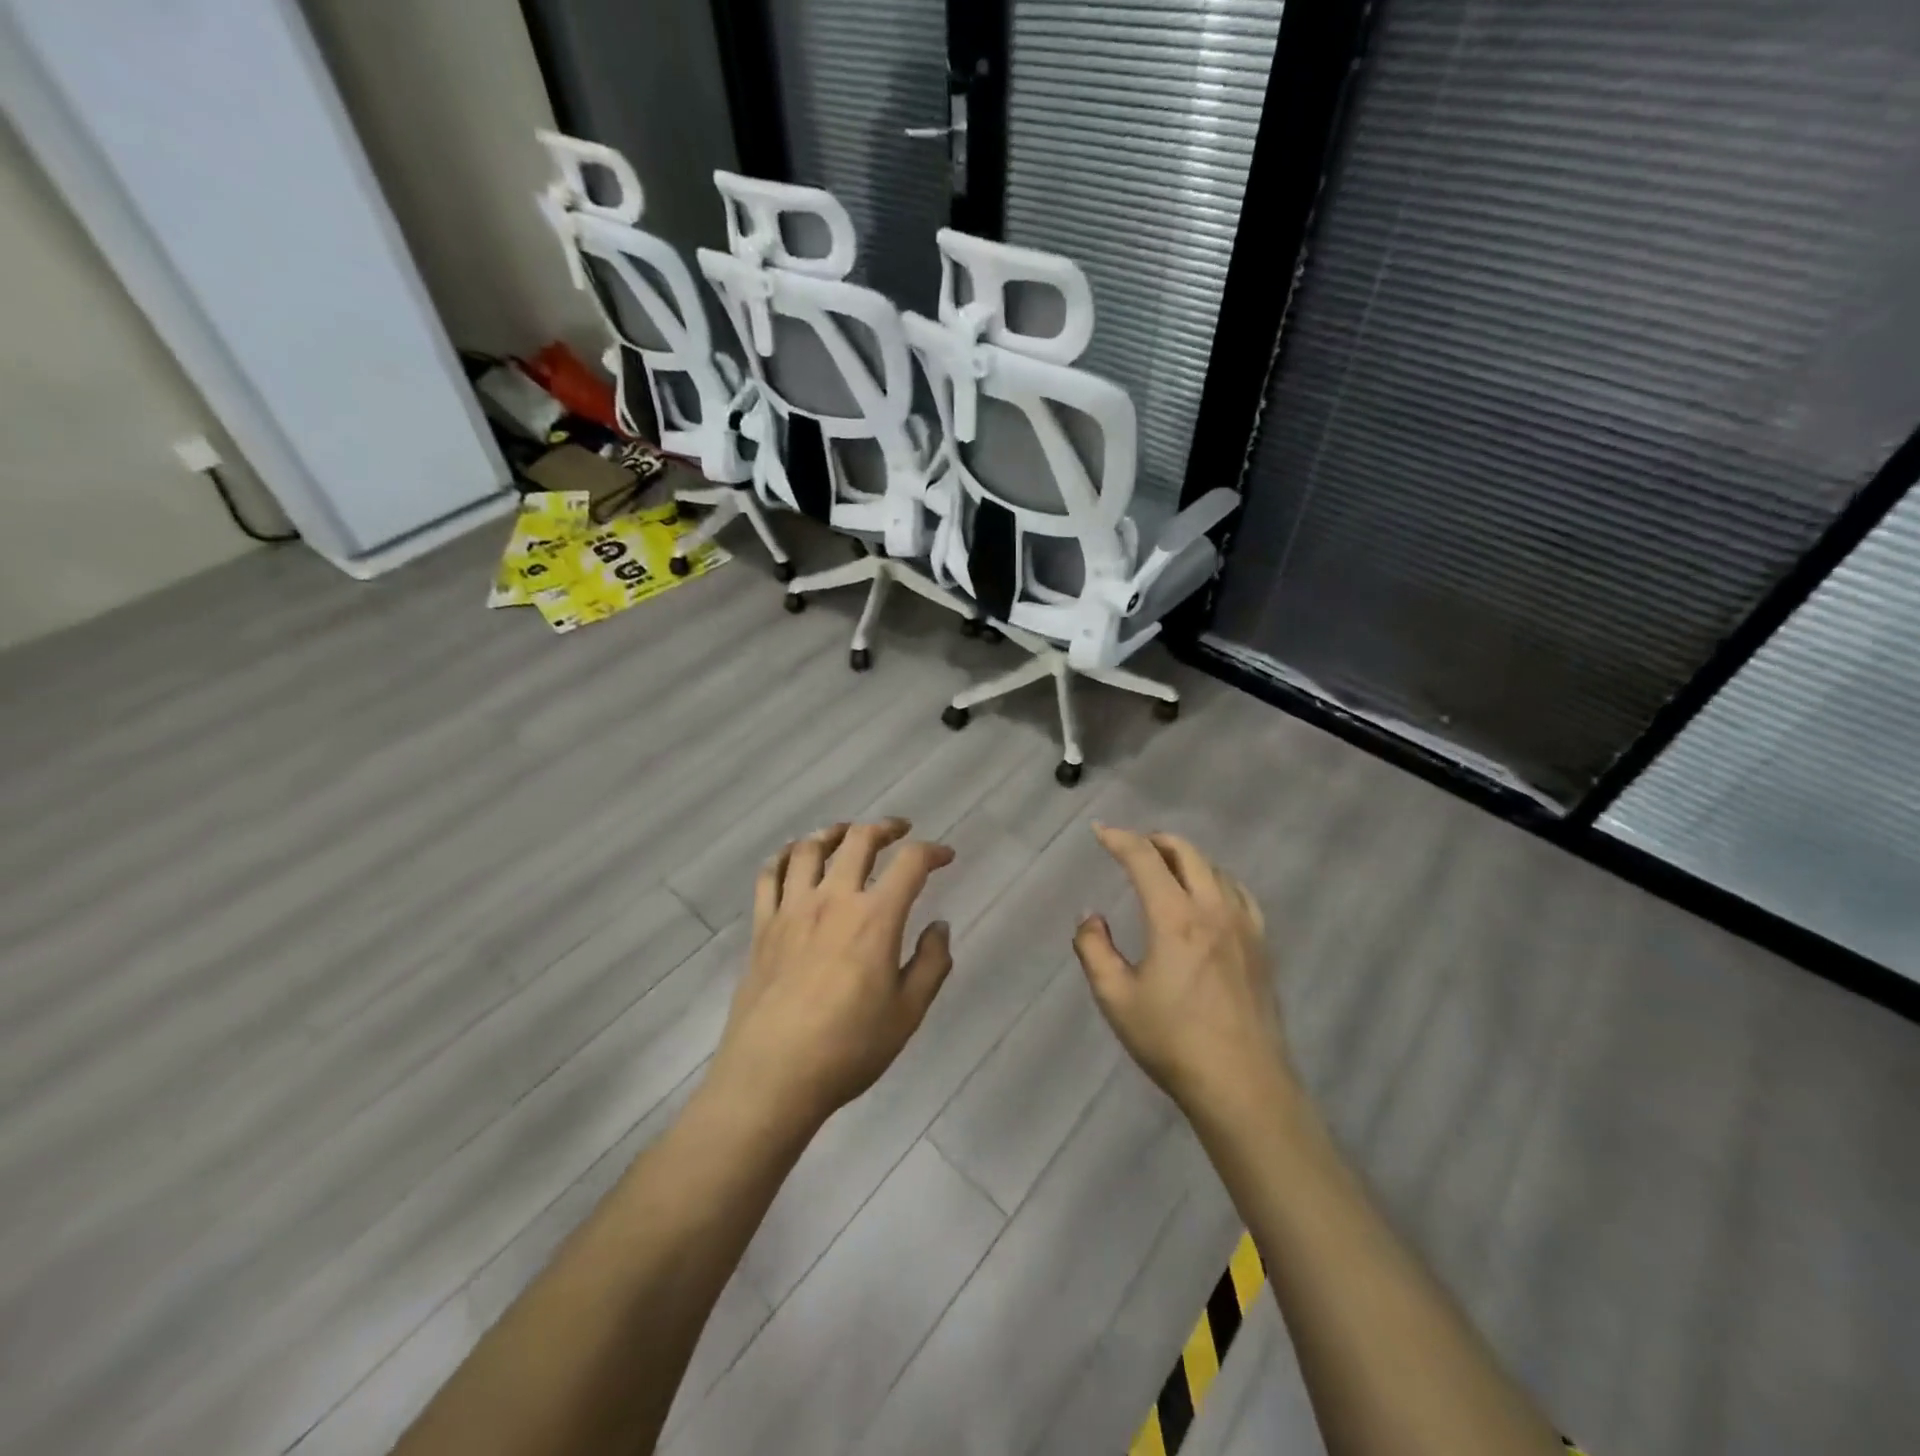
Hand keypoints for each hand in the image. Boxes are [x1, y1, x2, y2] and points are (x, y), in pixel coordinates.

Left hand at [708, 819, 955, 1135]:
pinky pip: (768, 875)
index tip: (945, 856)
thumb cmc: (848, 1048)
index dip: (932, 852)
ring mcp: (791, 909)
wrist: (773, 1076)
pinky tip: (793, 857)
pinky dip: (783, 856)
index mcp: (875, 918)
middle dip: (884, 828)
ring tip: (847, 834)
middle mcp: (833, 900)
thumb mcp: (908, 1013)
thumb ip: (931, 964)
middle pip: (858, 840)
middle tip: (899, 831)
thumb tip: (938, 926)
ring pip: (809, 848)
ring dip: (833, 832)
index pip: (910, 864)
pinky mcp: (762, 926)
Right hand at [1073, 824, 1294, 1124]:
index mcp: (1175, 918)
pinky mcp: (1261, 945)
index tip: (1099, 831)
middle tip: (1131, 847)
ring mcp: (1244, 925)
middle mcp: (1213, 909)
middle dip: (1154, 840)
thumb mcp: (1116, 998)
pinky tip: (1208, 896)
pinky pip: (1239, 892)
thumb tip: (1091, 916)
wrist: (1243, 1085)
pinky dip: (1215, 879)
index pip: (1144, 858)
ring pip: (1214, 869)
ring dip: (1185, 858)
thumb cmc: (1172, 1041)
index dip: (1118, 838)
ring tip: (1165, 868)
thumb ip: (1093, 948)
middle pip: (1186, 852)